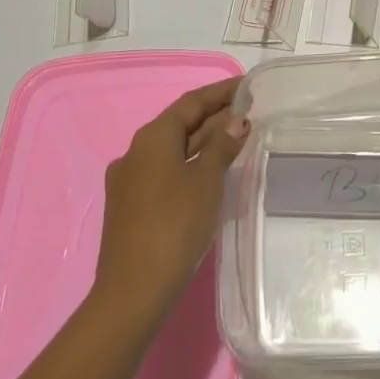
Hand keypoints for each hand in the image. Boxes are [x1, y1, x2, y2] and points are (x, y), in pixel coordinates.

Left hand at [93, 79, 248, 319]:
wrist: (133, 292)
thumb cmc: (174, 225)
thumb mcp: (207, 180)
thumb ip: (222, 145)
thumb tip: (236, 120)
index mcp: (152, 137)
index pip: (191, 102)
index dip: (221, 92)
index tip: (247, 86)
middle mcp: (135, 152)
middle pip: (181, 124)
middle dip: (214, 117)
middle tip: (249, 112)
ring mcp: (130, 181)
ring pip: (173, 150)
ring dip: (204, 141)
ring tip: (237, 138)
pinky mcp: (130, 206)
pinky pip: (166, 171)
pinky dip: (191, 164)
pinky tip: (211, 173)